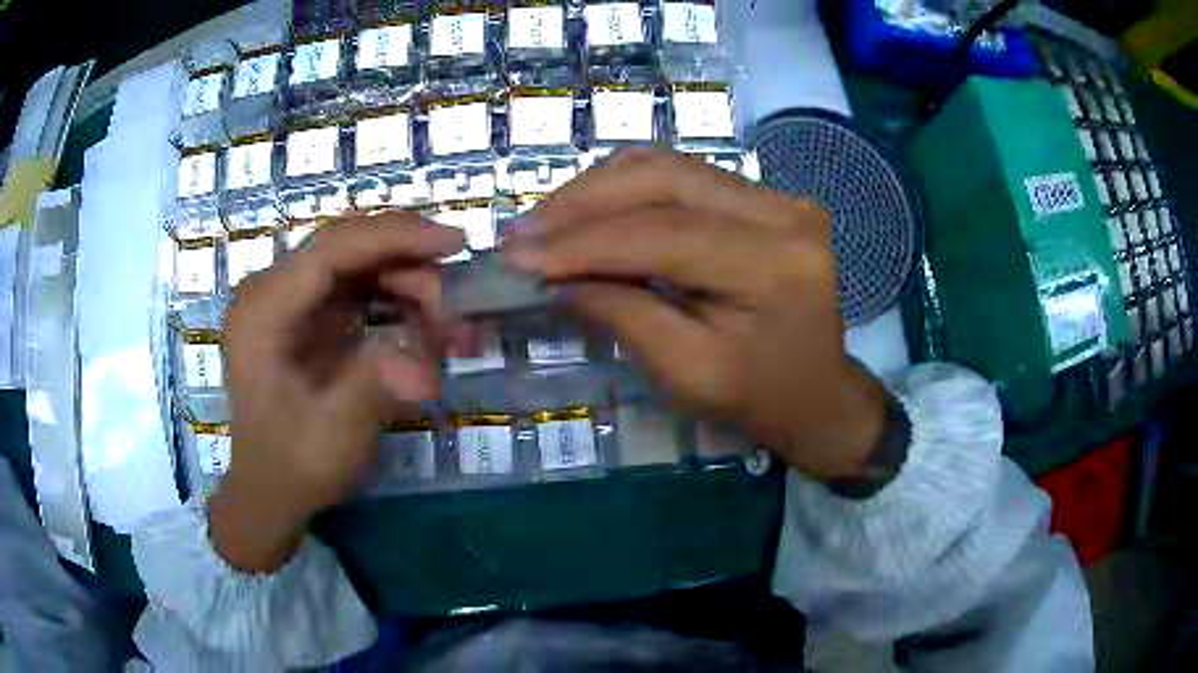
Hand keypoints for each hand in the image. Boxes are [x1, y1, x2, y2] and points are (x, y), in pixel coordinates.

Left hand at [209, 213, 463, 571]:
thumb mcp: (334, 433)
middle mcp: (271, 290)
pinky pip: (358, 289)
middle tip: (455, 305)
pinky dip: (396, 302)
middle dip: (409, 265)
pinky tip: (426, 328)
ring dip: (408, 285)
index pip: (333, 248)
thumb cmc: (292, 464)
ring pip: (359, 264)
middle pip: (349, 248)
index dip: (395, 237)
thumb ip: (375, 384)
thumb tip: (425, 362)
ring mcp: (289, 299)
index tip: (455, 242)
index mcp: (264, 310)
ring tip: (447, 325)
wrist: (270, 488)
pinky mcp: (306, 313)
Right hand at [507, 148, 887, 481]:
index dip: (583, 241)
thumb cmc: (760, 399)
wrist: (819, 393)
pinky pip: (682, 175)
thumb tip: (554, 275)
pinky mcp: (762, 197)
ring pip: (667, 166)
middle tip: (522, 230)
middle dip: (582, 202)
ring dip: (598, 189)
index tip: (517, 255)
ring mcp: (777, 196)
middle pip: (663, 178)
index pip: (663, 233)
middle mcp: (783, 211)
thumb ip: (622, 313)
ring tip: (545, 222)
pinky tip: (588, 210)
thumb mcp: (687, 373)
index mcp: (775, 264)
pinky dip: (627, 189)